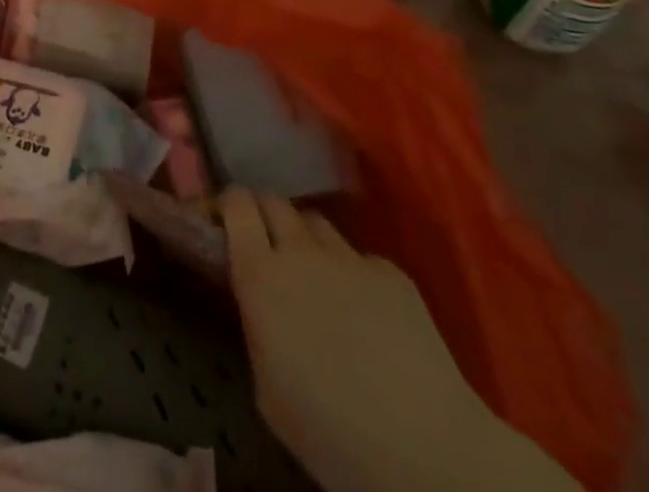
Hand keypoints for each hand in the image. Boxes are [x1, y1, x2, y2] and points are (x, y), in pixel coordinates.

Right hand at [224, 189, 577, 491]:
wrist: (425, 447)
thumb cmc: (330, 433)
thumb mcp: (267, 389)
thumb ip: (257, 327)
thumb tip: (261, 305)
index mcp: (261, 275)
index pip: (236, 204)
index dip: (228, 206)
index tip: (224, 223)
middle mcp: (300, 251)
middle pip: (274, 201)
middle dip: (264, 215)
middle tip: (266, 248)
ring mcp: (348, 256)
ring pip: (316, 224)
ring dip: (306, 241)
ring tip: (315, 279)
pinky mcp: (390, 271)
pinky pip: (359, 259)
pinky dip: (351, 276)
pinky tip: (366, 317)